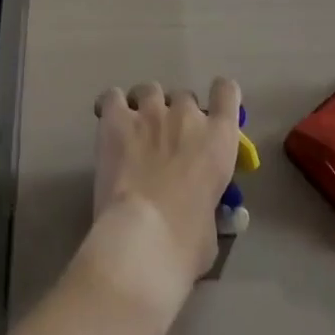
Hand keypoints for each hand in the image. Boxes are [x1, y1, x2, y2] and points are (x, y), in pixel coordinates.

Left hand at [78, 78, 241, 322]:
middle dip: (177, 116)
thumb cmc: (186, 243)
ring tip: (136, 130)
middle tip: (167, 143)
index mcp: (218, 139)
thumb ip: (209, 203)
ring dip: (146, 106)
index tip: (213, 109)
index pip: (227, 92)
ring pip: (149, 90)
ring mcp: (150, 112)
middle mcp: (186, 115)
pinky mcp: (117, 119)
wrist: (143, 240)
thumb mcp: (213, 225)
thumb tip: (202, 209)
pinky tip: (108, 119)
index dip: (220, 96)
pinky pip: (113, 96)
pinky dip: (111, 105)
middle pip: (184, 97)